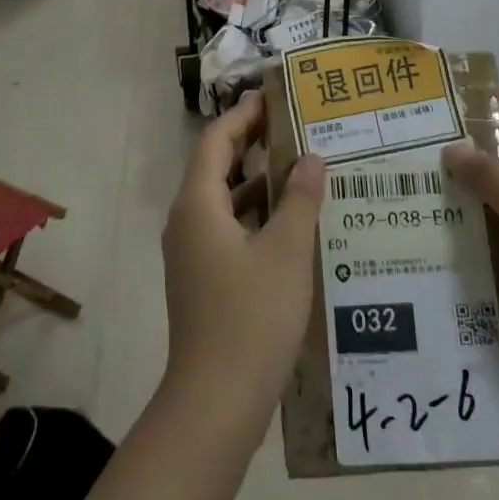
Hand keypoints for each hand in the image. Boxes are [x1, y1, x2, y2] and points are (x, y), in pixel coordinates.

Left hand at [161, 91, 326, 421]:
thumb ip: (299, 199)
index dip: (243, 114)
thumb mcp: (285, 252)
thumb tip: (311, 157)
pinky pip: (227, 226)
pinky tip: (290, 221)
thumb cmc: (250, 317)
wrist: (214, 402)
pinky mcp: (202, 277)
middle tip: (292, 124)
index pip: (217, 140)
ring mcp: (191, 251)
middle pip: (216, 165)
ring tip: (299, 165)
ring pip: (223, 198)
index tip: (274, 97)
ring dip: (256, 178)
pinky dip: (254, 212)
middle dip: (251, 141)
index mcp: (198, 204)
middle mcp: (187, 220)